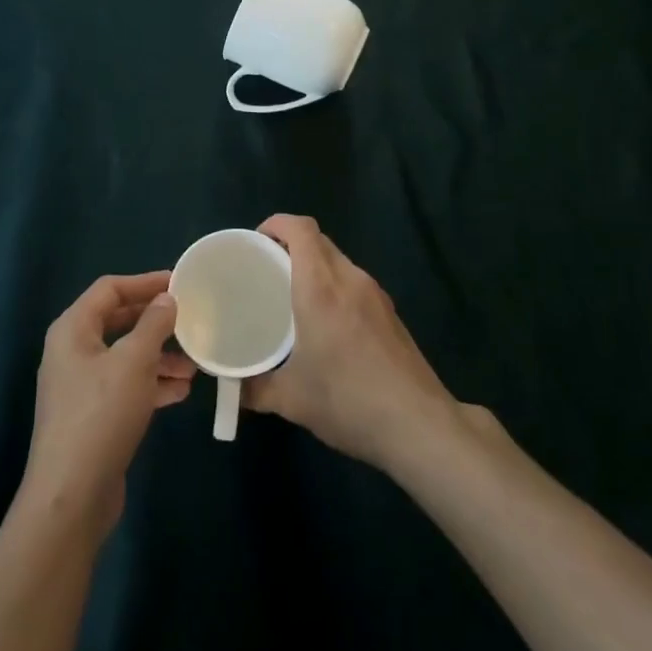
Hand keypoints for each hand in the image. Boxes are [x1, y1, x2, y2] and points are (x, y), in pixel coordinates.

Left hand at [18, 271, 195, 541]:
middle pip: (118, 322)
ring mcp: (80, 386)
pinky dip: (151, 384)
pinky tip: (180, 391)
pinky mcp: (92, 417)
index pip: (110, 289)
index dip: (144, 282)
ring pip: (125, 357)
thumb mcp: (134, 362)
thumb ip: (153, 324)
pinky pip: (125, 386)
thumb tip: (167, 299)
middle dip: (155, 322)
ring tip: (194, 364)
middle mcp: (72, 351)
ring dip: (159, 356)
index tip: (179, 282)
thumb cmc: (101, 414)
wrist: (71, 497)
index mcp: (73, 329)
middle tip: (190, 320)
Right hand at [245, 215, 458, 473]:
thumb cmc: (348, 401)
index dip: (276, 224)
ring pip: (339, 260)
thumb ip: (255, 388)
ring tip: (293, 296)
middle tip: (267, 269)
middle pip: (319, 240)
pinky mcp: (391, 312)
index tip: (256, 242)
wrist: (419, 426)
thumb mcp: (291, 400)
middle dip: (291, 244)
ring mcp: (375, 294)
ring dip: (315, 266)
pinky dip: (335, 286)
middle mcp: (349, 279)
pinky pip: (354, 282)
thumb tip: (232, 388)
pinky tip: (328, 323)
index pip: (300, 229)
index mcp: (320, 287)